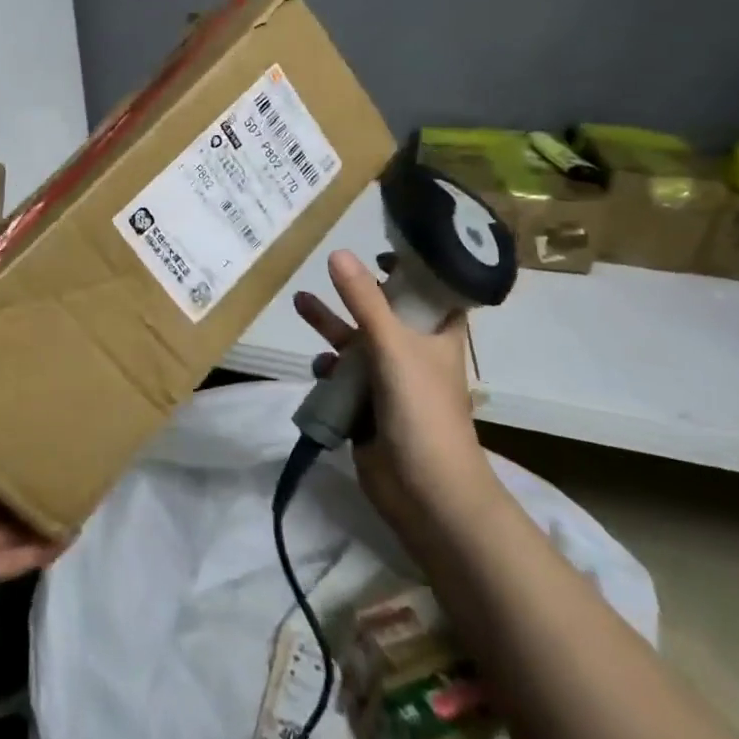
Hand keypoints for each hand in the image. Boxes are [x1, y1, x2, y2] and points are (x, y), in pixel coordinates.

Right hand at [294, 250, 497, 538]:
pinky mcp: (368, 407)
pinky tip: (317, 366)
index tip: (383, 247)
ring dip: (331, 326)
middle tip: (330, 267)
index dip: (413, 268)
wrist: (425, 491)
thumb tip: (337, 253)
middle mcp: (416, 353)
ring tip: (299, 303)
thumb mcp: (392, 346)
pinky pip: (344, 378)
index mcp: (439, 335)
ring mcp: (391, 382)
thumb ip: (363, 301)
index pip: (432, 290)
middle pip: (384, 313)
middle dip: (356, 293)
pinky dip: (329, 369)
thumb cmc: (422, 410)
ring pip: (357, 344)